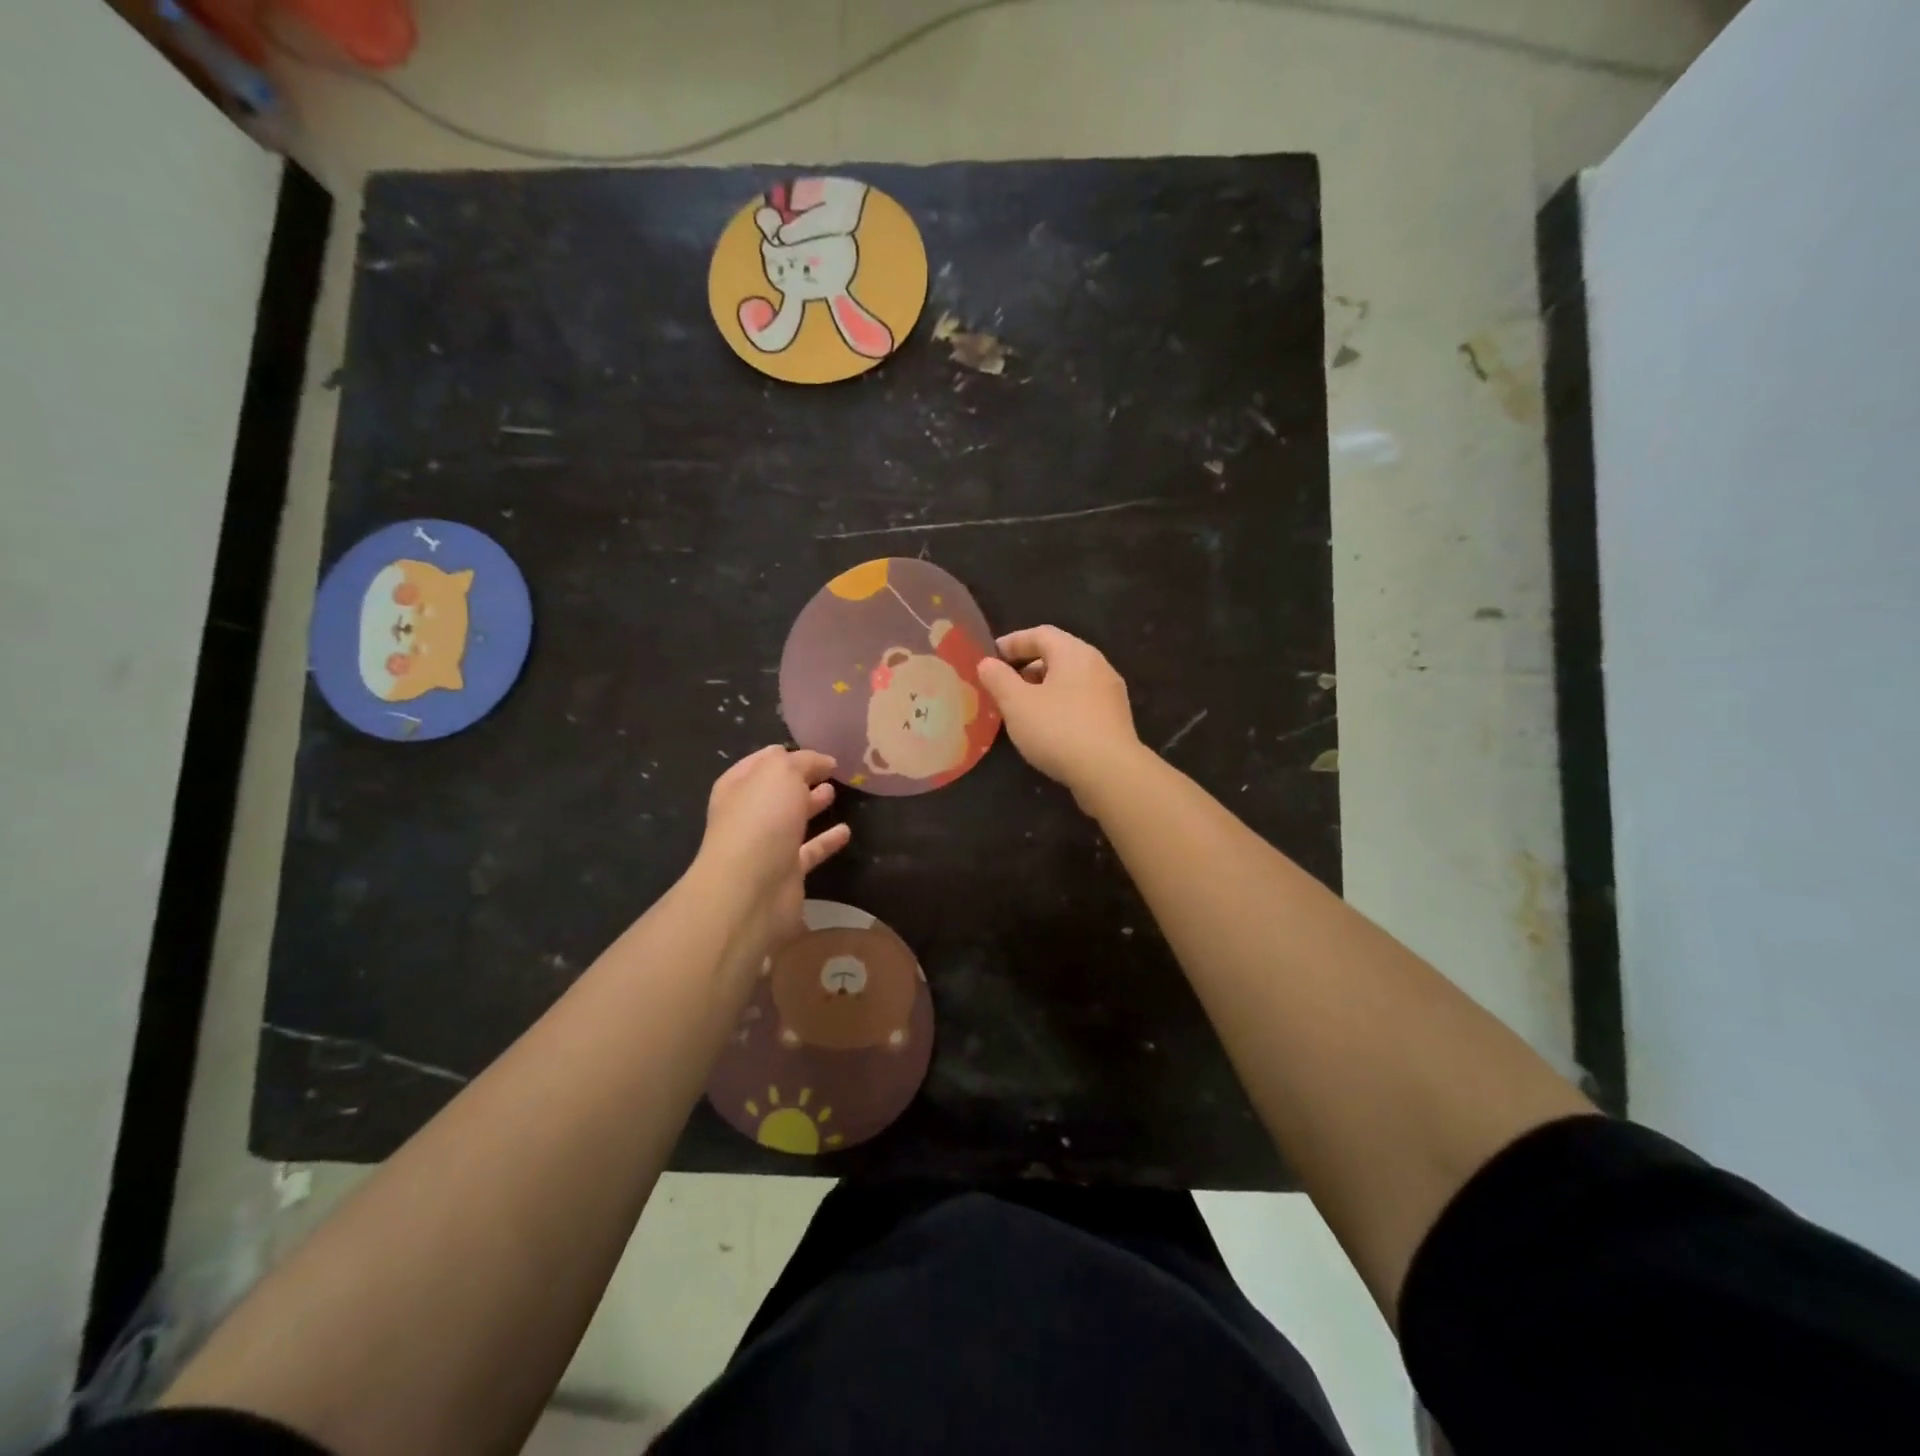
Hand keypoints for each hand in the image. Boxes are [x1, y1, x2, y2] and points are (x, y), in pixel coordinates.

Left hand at [695, 746, 850, 953]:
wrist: (751, 890)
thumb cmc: (761, 819)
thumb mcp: (782, 772)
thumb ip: (803, 761)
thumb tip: (823, 761)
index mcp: (738, 786)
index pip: (762, 761)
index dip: (786, 754)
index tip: (817, 750)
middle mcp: (748, 815)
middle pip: (777, 791)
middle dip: (800, 779)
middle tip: (830, 771)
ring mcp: (766, 846)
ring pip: (792, 820)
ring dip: (811, 806)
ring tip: (834, 793)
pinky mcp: (786, 873)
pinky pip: (809, 851)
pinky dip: (826, 841)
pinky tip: (846, 831)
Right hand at [977, 626, 1143, 806]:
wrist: (1110, 772)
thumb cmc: (1059, 730)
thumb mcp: (1017, 704)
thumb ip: (998, 679)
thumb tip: (987, 663)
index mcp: (1074, 652)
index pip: (1040, 634)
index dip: (1012, 642)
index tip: (990, 657)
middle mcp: (1097, 665)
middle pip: (1057, 655)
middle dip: (1027, 667)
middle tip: (1003, 685)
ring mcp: (1110, 692)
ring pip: (1070, 680)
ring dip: (1043, 688)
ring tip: (1021, 709)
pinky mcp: (1115, 718)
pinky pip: (1081, 701)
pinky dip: (1060, 705)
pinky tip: (1047, 728)